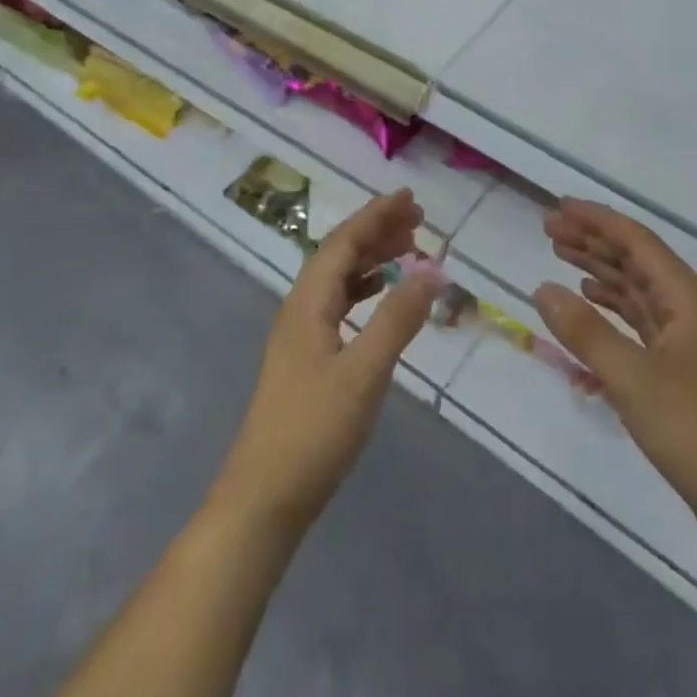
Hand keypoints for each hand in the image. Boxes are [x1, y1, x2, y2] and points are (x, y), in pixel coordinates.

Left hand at [210, 189, 437, 541]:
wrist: (263, 498)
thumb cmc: (314, 430)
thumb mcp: (364, 372)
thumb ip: (398, 318)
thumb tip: (432, 269)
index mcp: (308, 303)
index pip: (343, 242)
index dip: (376, 216)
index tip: (411, 198)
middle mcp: (300, 310)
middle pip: (339, 255)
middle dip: (377, 232)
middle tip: (418, 220)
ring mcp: (300, 336)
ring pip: (338, 280)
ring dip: (372, 259)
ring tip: (408, 251)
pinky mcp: (306, 361)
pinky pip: (338, 305)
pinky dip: (364, 290)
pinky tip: (380, 298)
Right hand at [537, 200, 696, 534]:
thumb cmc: (695, 432)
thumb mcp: (632, 379)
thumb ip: (585, 332)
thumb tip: (542, 288)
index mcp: (688, 299)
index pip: (638, 242)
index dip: (597, 221)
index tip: (559, 207)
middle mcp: (691, 310)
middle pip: (637, 261)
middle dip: (594, 242)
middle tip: (549, 229)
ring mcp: (689, 341)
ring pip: (639, 291)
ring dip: (602, 271)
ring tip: (562, 258)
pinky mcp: (683, 370)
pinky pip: (642, 322)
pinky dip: (614, 308)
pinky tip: (592, 305)